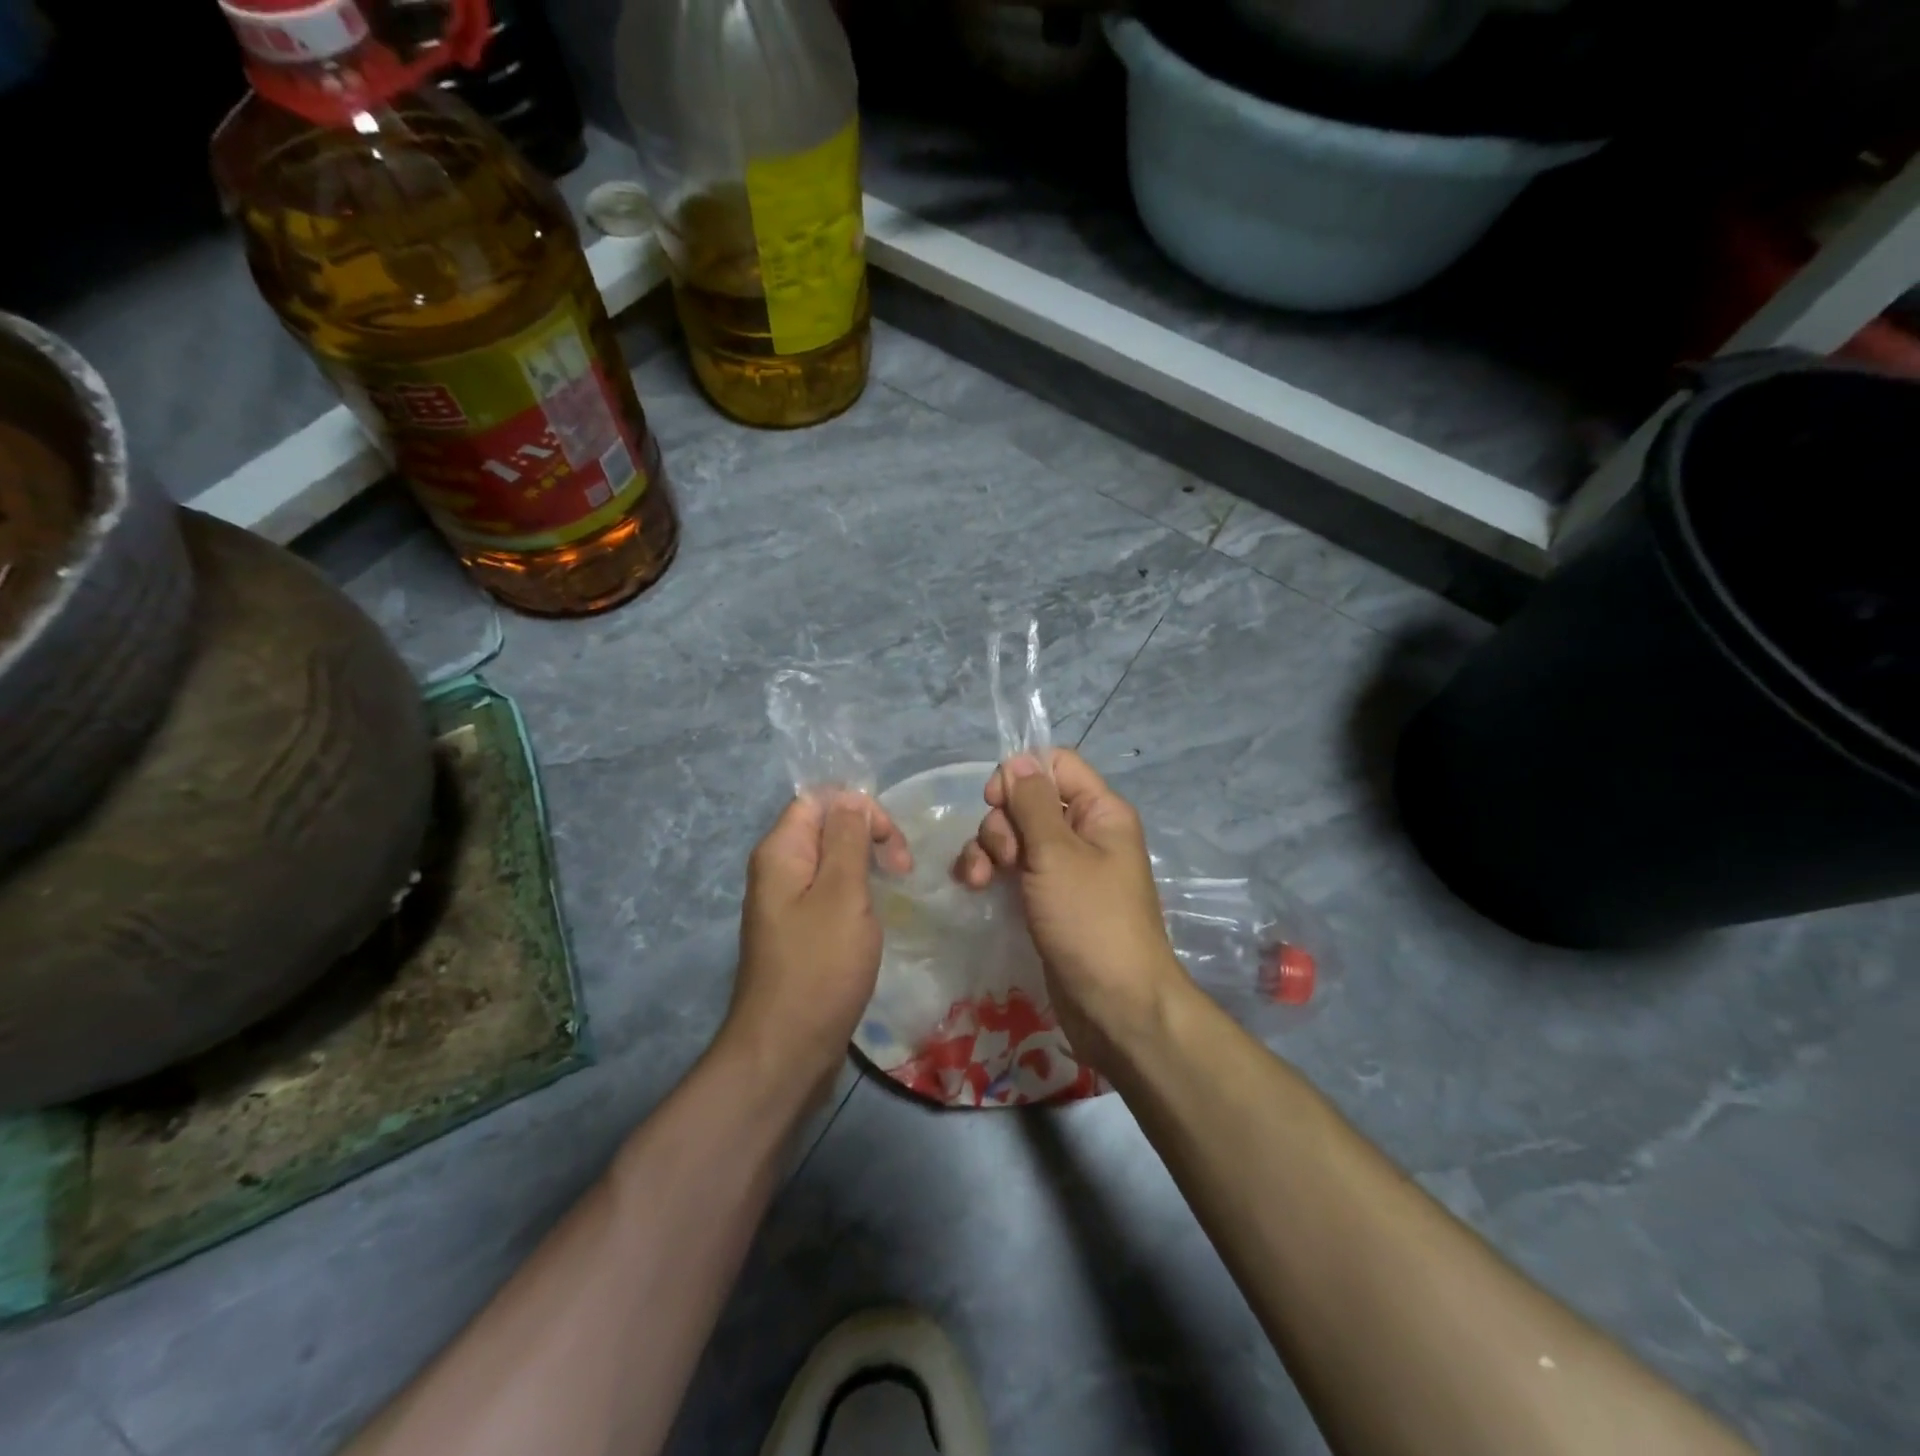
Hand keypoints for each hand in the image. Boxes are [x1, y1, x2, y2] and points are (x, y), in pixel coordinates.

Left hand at [727, 792, 911, 1095]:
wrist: (786, 1049)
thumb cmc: (820, 966)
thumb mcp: (842, 893)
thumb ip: (847, 839)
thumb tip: (851, 798)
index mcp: (781, 851)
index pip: (820, 799)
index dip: (859, 808)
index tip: (891, 843)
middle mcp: (777, 869)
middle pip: (826, 826)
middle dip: (868, 836)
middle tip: (902, 869)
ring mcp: (786, 902)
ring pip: (832, 860)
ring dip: (866, 865)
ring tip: (896, 887)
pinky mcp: (799, 931)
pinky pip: (829, 892)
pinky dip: (856, 893)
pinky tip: (875, 913)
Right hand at [953, 749, 1188, 1068]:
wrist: (1114, 1005)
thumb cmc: (1090, 920)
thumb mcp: (1058, 854)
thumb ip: (1033, 802)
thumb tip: (1018, 760)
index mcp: (1100, 811)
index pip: (1056, 764)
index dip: (1021, 775)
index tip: (996, 801)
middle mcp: (1084, 833)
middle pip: (1028, 801)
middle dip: (1002, 823)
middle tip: (1004, 859)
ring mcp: (1064, 868)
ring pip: (1015, 835)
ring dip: (988, 849)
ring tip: (979, 880)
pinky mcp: (1047, 898)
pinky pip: (1013, 868)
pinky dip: (991, 871)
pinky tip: (975, 887)